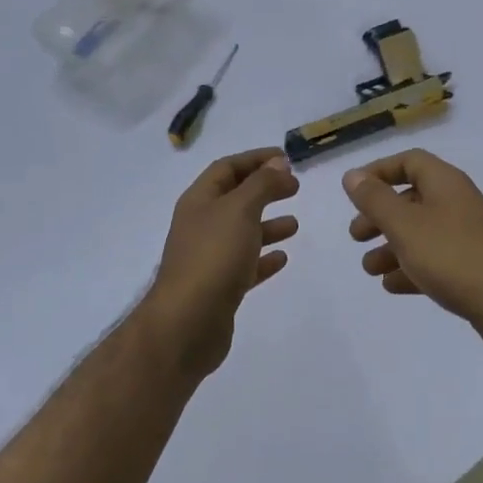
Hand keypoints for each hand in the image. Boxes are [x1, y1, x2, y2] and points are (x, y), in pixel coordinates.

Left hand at [144, 147, 299, 377]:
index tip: (286, 158)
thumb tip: (278, 163)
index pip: (227, 168)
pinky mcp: (219, 287)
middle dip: (264, 189)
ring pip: (242, 232)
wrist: (187, 324)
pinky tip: (283, 258)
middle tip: (295, 188)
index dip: (255, 159)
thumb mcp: (241, 209)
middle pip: (235, 198)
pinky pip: (245, 265)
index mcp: (199, 201)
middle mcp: (201, 225)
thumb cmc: (213, 256)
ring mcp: (208, 257)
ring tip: (295, 224)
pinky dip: (264, 257)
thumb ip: (262, 184)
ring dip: (268, 224)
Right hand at [343, 150, 482, 342]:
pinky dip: (412, 267)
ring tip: (370, 268)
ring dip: (392, 246)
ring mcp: (470, 235)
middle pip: (412, 199)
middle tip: (356, 235)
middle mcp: (459, 202)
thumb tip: (352, 175)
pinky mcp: (475, 266)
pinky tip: (393, 285)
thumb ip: (375, 199)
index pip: (409, 162)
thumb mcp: (404, 225)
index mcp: (446, 183)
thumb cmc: (452, 255)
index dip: (379, 172)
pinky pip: (437, 259)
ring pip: (422, 232)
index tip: (354, 192)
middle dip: (380, 216)